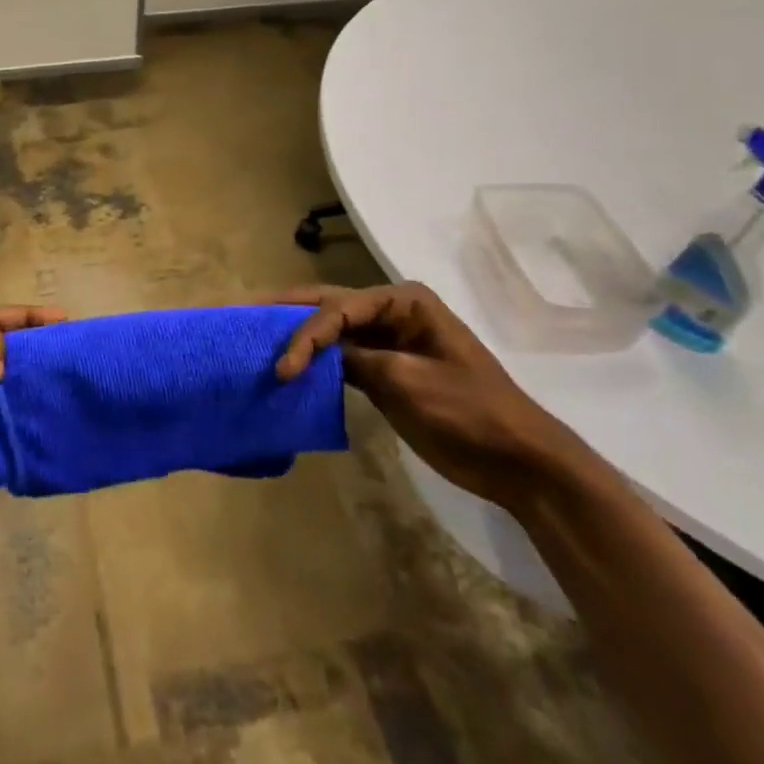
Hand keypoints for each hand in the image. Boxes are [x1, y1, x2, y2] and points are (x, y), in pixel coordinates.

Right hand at [274, 283, 590, 512]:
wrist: (519, 462)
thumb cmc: (470, 413)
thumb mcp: (409, 382)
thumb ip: (357, 361)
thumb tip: (316, 356)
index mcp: (404, 301)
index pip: (339, 309)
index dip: (305, 335)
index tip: (282, 368)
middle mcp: (392, 312)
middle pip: (330, 306)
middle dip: (289, 312)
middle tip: (244, 312)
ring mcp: (388, 342)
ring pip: (332, 330)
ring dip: (299, 337)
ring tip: (256, 336)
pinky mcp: (385, 371)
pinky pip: (341, 358)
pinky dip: (315, 362)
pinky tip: (289, 367)